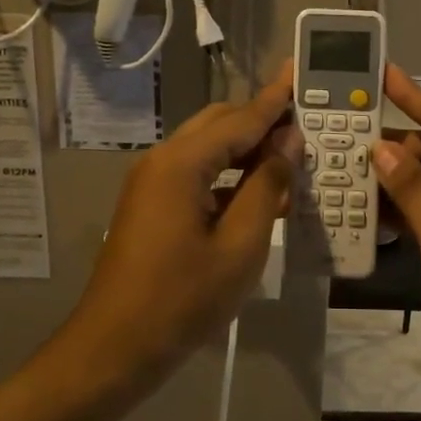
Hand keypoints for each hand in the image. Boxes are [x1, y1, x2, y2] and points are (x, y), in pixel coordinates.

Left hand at [71, 68, 300, 381]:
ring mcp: (151, 183)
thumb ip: (266, 185)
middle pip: (219, 125)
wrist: (115, 348)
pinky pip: (196, 174)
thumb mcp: (240, 245)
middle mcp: (162, 160)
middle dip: (262, 122)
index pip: (240, 119)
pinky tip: (258, 193)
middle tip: (305, 124)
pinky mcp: (150, 205)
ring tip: (290, 158)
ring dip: (246, 150)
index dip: (275, 99)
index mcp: (182, 163)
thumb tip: (286, 142)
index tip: (300, 72)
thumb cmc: (183, 299)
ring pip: (207, 149)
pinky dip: (228, 176)